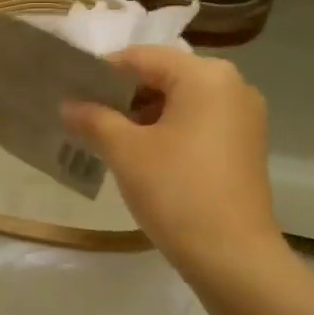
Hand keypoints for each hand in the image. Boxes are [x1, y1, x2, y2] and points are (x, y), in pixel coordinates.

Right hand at [61, 46, 281, 277]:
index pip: (142, 57)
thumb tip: (68, 105)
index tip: (71, 89)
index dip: (102, 71)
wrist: (234, 257)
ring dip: (143, 115)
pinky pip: (199, 123)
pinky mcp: (245, 145)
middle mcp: (232, 85)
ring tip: (106, 137)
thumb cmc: (177, 192)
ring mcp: (244, 117)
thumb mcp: (125, 151)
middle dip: (123, 95)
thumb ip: (93, 119)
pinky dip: (168, 131)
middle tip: (85, 115)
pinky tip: (141, 155)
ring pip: (182, 102)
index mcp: (205, 75)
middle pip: (164, 76)